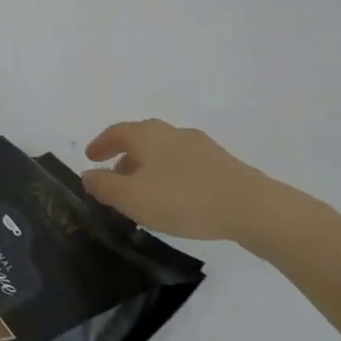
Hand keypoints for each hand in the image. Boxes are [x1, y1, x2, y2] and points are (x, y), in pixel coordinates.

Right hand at [82, 119, 290, 242]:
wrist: (253, 208)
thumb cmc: (184, 199)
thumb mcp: (133, 198)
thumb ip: (104, 187)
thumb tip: (87, 175)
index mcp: (146, 134)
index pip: (115, 133)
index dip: (100, 145)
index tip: (90, 157)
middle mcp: (170, 132)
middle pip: (140, 140)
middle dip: (124, 157)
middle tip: (115, 179)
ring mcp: (199, 146)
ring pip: (163, 153)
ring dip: (149, 168)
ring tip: (146, 194)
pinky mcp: (222, 164)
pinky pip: (185, 165)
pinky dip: (172, 176)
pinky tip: (178, 199)